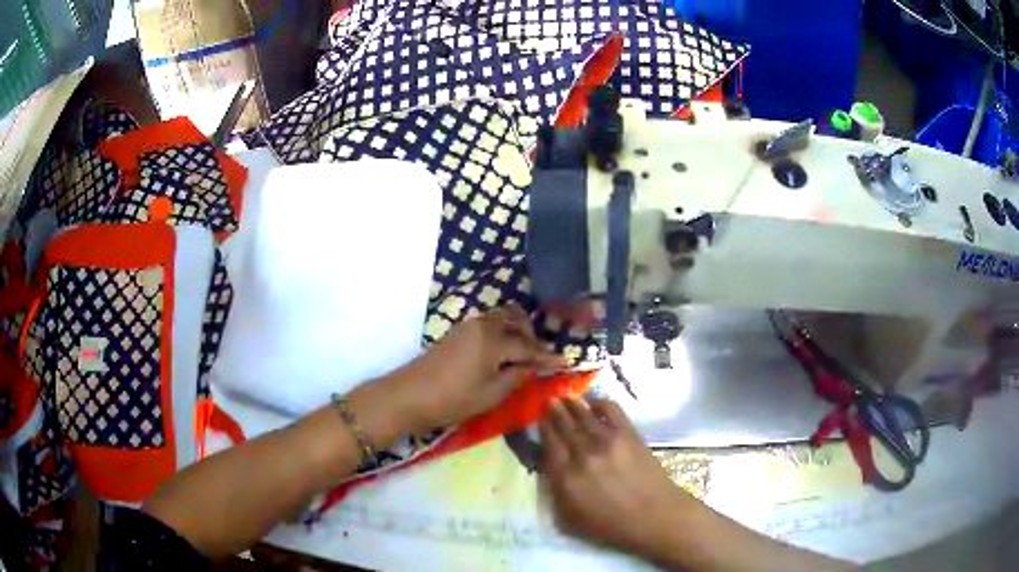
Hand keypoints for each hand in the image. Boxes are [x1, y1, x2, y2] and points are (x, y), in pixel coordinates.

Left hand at [397, 305, 565, 429]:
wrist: (408, 395)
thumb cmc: (453, 399)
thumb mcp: (491, 394)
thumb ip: (515, 377)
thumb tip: (531, 366)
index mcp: (494, 340)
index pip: (528, 347)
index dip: (547, 356)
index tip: (565, 361)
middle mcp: (483, 325)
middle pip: (514, 320)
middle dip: (531, 335)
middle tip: (539, 357)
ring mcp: (467, 327)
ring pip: (499, 318)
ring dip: (515, 330)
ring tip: (522, 354)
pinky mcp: (456, 333)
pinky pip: (487, 324)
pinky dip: (500, 332)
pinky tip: (502, 352)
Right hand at [540, 397, 694, 557]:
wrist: (653, 515)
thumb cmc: (610, 525)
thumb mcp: (570, 519)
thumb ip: (555, 493)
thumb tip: (549, 468)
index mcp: (565, 478)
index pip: (549, 445)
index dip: (543, 429)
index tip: (539, 419)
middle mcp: (582, 455)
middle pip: (563, 426)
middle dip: (555, 412)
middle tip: (550, 401)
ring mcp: (606, 441)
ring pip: (583, 415)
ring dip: (572, 404)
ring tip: (565, 396)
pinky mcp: (628, 434)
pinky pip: (610, 410)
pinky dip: (600, 402)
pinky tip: (593, 401)